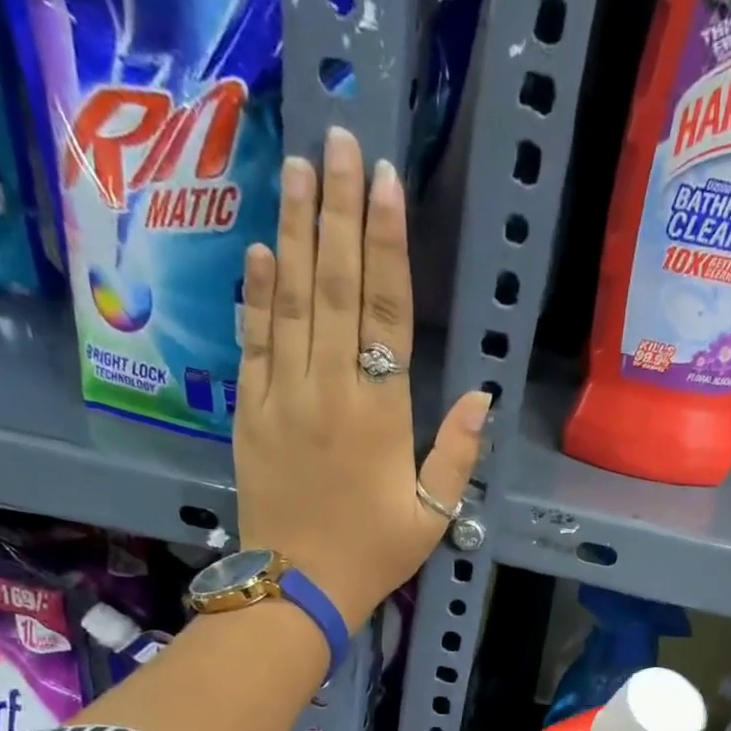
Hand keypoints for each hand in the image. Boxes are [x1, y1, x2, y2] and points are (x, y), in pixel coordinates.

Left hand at [234, 126, 489, 628]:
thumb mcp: (433, 515)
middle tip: (337, 142)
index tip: (384, 183)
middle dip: (338, 213)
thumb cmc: (372, 554)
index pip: (387, 314)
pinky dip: (257, 295)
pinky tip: (263, 251)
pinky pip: (253, 343)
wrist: (296, 588)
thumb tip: (481, 394)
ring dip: (297, 233)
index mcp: (381, 415)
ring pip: (291, 302)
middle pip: (336, 288)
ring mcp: (282, 398)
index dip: (388, 245)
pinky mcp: (249, 413)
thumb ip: (457, 453)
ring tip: (299, 172)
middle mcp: (329, 391)